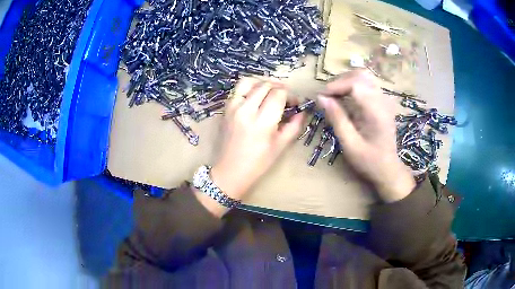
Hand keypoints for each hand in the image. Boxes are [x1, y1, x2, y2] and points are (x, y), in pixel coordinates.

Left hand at [211, 78, 304, 200]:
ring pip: (248, 81)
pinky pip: (238, 90)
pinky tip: (256, 97)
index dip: (290, 95)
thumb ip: (294, 126)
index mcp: (262, 122)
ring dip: (262, 82)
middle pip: (265, 85)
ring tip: (270, 90)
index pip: (278, 94)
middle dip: (279, 87)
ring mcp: (232, 108)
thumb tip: (302, 111)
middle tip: (285, 97)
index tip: (295, 103)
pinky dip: (249, 88)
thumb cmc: (258, 163)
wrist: (230, 172)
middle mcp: (246, 110)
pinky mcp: (225, 109)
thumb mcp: (280, 146)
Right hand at [318, 71, 414, 201]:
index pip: (356, 83)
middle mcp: (383, 100)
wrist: (388, 169)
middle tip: (328, 95)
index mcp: (376, 111)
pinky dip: (353, 85)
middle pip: (361, 75)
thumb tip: (321, 98)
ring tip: (335, 95)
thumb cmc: (369, 161)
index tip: (322, 96)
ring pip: (364, 76)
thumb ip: (336, 119)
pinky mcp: (383, 102)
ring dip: (347, 81)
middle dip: (341, 81)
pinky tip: (346, 98)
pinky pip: (367, 84)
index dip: (336, 85)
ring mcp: (385, 100)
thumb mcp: (349, 144)